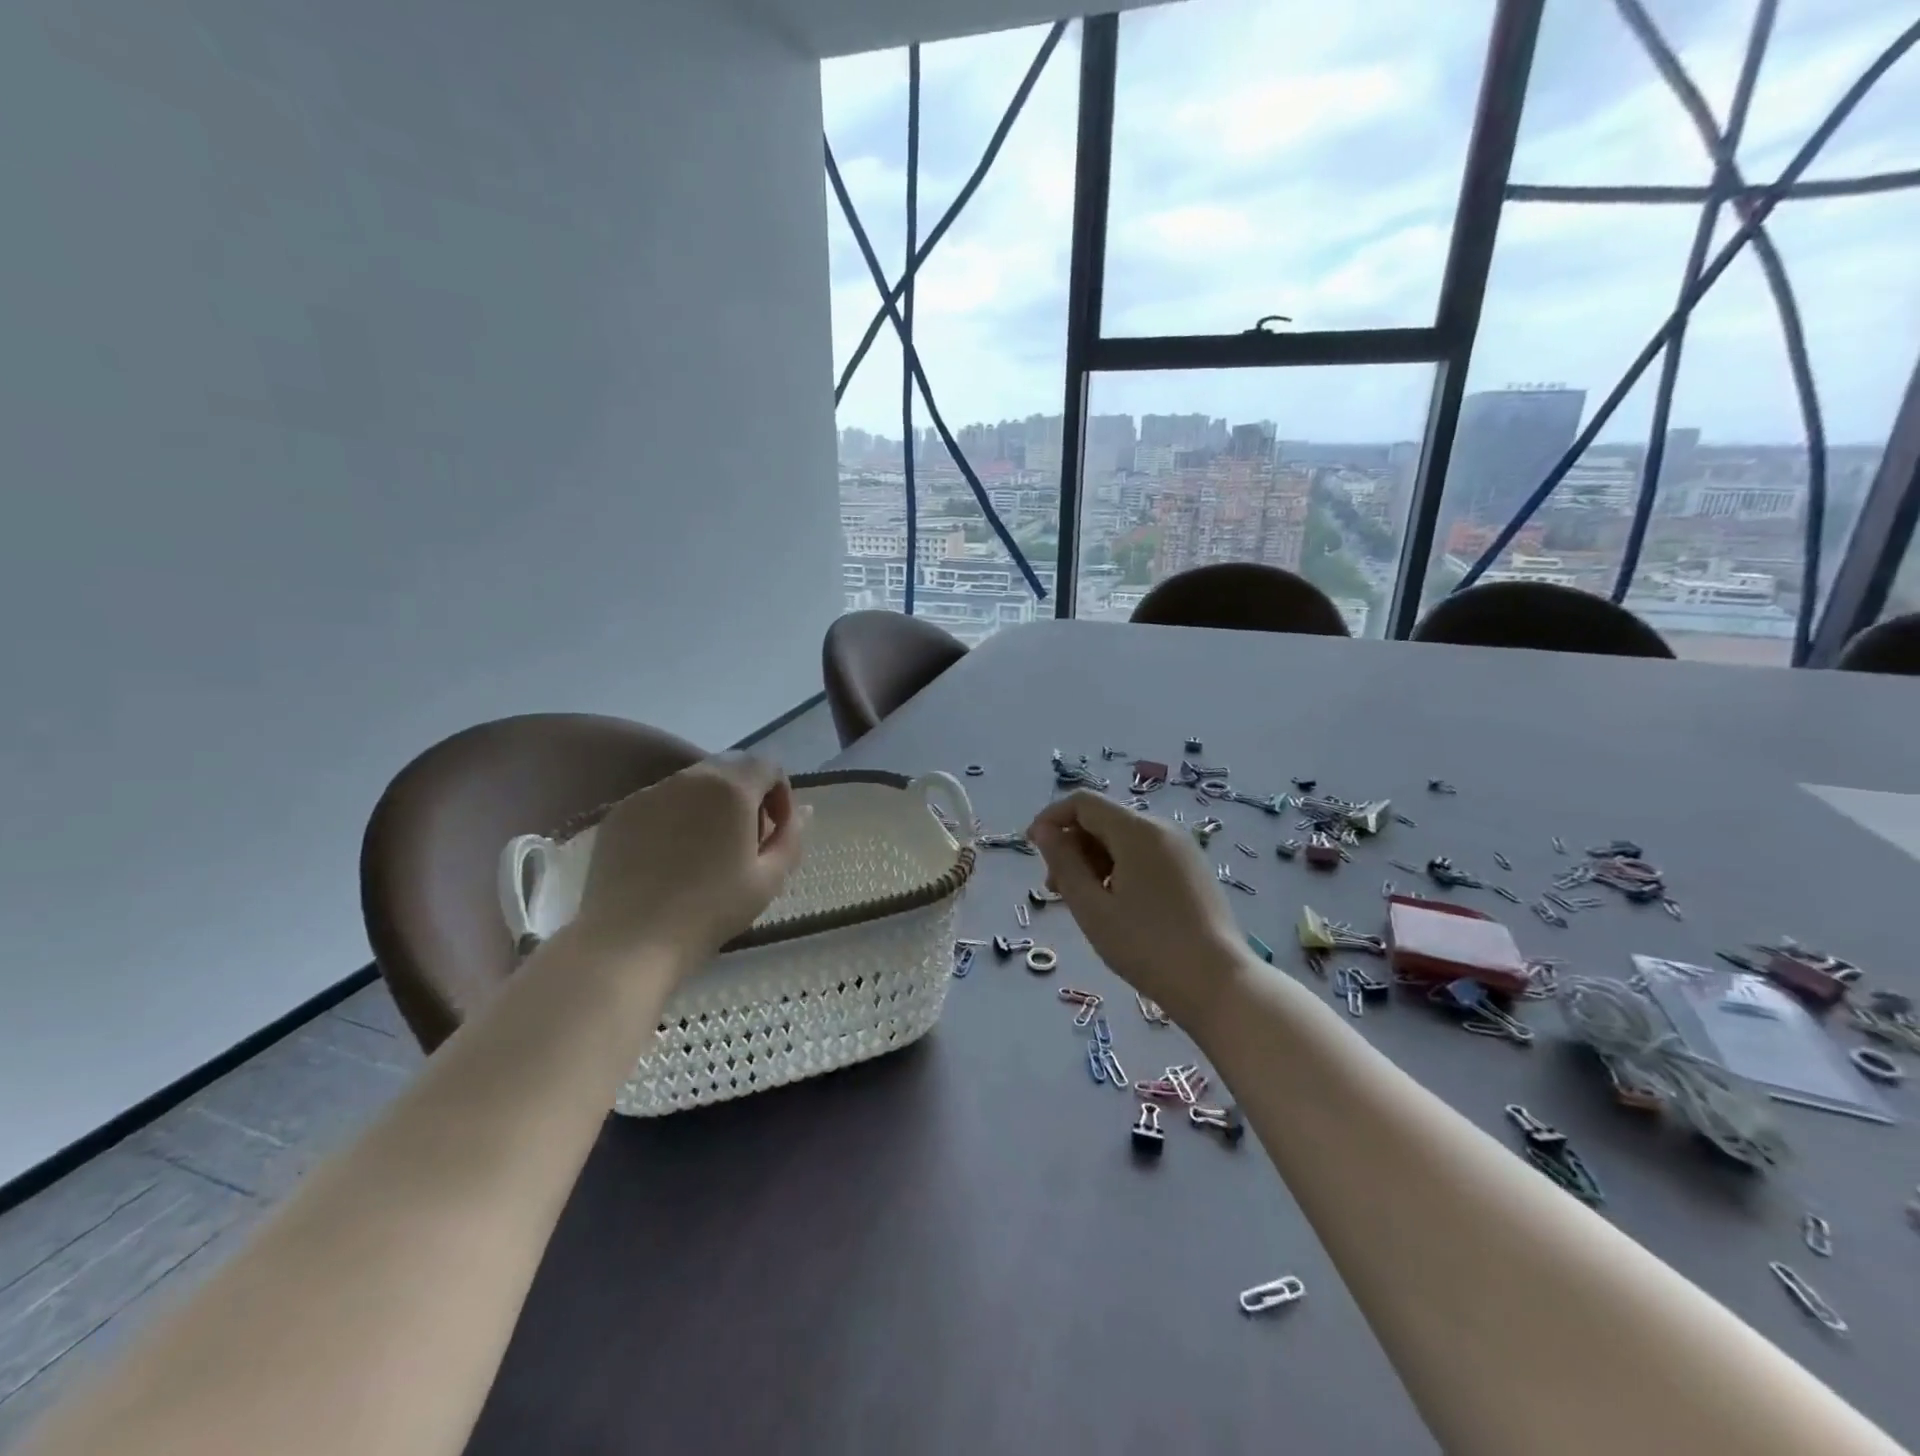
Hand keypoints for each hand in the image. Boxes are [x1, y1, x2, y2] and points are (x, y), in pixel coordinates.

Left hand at [570, 753, 807, 970]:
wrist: (630, 941)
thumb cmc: (711, 910)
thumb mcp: (770, 879)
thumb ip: (791, 836)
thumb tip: (803, 811)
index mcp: (731, 788)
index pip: (768, 765)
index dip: (781, 793)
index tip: (775, 831)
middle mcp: (690, 778)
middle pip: (730, 768)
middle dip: (747, 795)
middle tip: (746, 840)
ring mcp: (650, 793)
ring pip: (693, 783)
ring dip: (711, 805)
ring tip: (707, 851)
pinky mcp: (620, 813)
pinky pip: (661, 801)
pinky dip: (676, 817)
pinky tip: (670, 858)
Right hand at [1027, 790, 1249, 1027]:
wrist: (1217, 984)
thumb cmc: (1146, 946)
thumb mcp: (1092, 907)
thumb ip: (1063, 863)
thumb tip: (1043, 832)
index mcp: (1138, 831)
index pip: (1083, 803)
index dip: (1051, 818)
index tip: (1032, 848)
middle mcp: (1163, 829)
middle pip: (1104, 819)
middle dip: (1072, 845)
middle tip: (1056, 889)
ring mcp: (1182, 848)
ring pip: (1124, 839)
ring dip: (1094, 860)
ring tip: (1084, 902)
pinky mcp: (1192, 869)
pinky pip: (1145, 854)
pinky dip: (1120, 868)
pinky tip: (1115, 904)